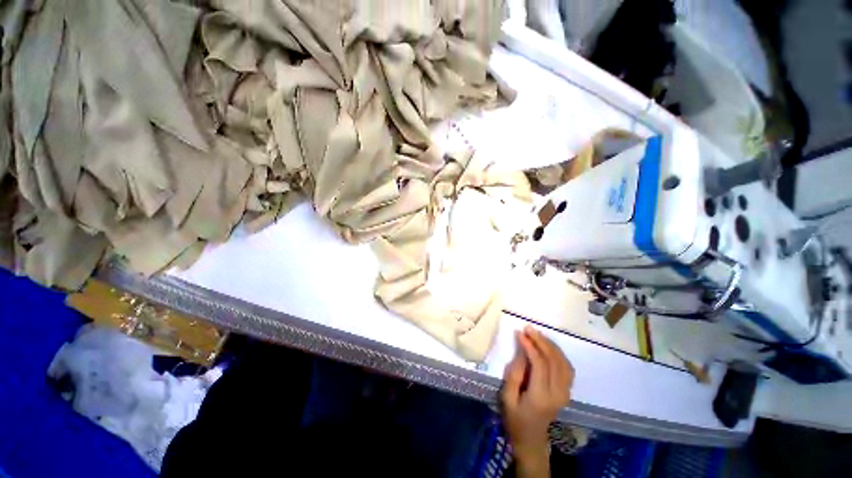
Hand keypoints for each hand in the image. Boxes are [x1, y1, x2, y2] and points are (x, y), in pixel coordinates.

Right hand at [501, 326, 573, 476]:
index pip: (540, 365)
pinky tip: (548, 346)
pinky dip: (559, 354)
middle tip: (528, 328)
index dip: (531, 347)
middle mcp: (558, 394)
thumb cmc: (515, 418)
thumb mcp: (507, 397)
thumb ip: (515, 374)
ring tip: (536, 334)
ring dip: (551, 345)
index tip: (520, 333)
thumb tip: (522, 352)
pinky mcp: (567, 392)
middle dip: (541, 341)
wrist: (531, 439)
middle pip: (554, 361)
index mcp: (541, 397)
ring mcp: (565, 393)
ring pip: (563, 362)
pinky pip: (567, 368)